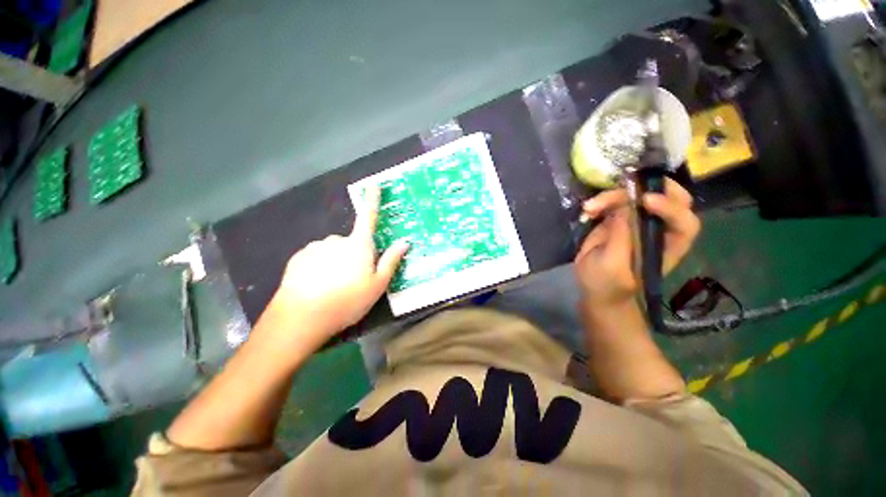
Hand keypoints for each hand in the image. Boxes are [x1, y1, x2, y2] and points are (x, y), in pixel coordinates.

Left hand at [269, 186, 408, 343]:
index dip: (372, 200)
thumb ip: (391, 261)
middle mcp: (336, 240)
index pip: (368, 217)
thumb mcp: (377, 284)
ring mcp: (315, 247)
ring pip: (333, 250)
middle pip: (351, 242)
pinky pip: (316, 257)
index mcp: (358, 245)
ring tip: (335, 286)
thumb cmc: (347, 300)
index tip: (373, 184)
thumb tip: (404, 242)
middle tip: (354, 280)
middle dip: (355, 254)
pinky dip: (320, 267)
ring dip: (337, 262)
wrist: (301, 317)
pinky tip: (318, 286)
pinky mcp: (299, 257)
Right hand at [574, 178, 699, 305]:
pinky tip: (587, 210)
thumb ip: (621, 239)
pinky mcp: (617, 220)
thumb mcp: (612, 267)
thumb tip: (623, 210)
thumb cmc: (608, 285)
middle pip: (668, 197)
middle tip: (624, 185)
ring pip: (635, 195)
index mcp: (668, 246)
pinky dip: (600, 201)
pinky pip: (613, 201)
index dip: (670, 207)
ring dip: (612, 196)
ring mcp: (637, 222)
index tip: (643, 201)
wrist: (594, 289)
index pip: (683, 221)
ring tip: (589, 208)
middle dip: (646, 187)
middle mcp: (657, 229)